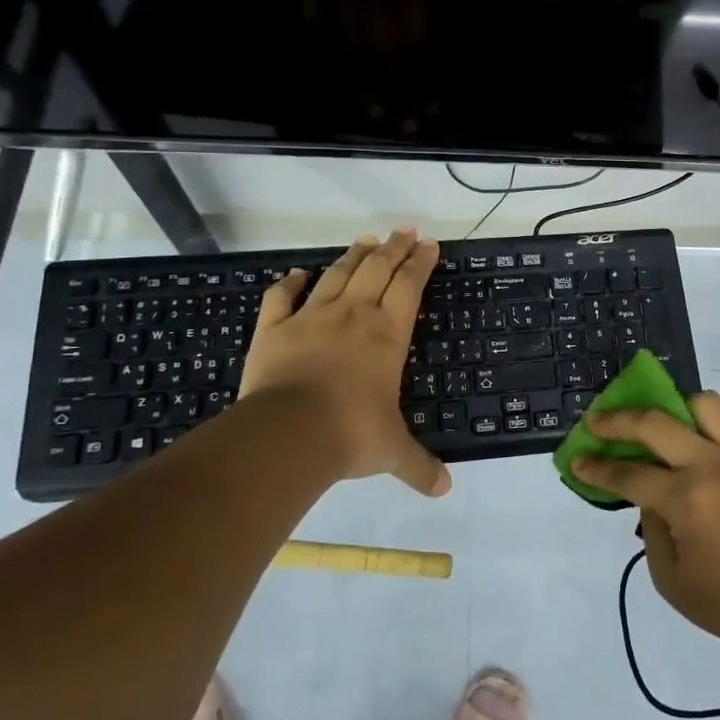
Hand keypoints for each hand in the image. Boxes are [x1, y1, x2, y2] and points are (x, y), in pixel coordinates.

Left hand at [239, 227, 449, 496]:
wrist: (288, 433)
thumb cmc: (350, 434)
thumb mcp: (392, 452)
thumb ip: (420, 467)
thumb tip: (446, 489)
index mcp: (386, 335)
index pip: (409, 287)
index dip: (421, 263)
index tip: (429, 244)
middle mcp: (353, 316)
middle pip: (377, 269)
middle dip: (394, 247)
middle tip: (405, 230)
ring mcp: (310, 318)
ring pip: (336, 275)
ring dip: (353, 256)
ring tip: (365, 240)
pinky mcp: (274, 329)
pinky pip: (281, 297)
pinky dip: (290, 282)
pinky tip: (297, 273)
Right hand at [572, 393, 719, 649]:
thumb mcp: (669, 577)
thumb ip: (650, 527)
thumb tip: (648, 494)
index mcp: (686, 500)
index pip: (628, 474)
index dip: (597, 468)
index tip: (577, 460)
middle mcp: (712, 466)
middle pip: (656, 422)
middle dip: (617, 419)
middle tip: (597, 421)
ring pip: (702, 404)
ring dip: (673, 408)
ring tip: (661, 424)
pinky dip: (704, 429)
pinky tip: (695, 450)